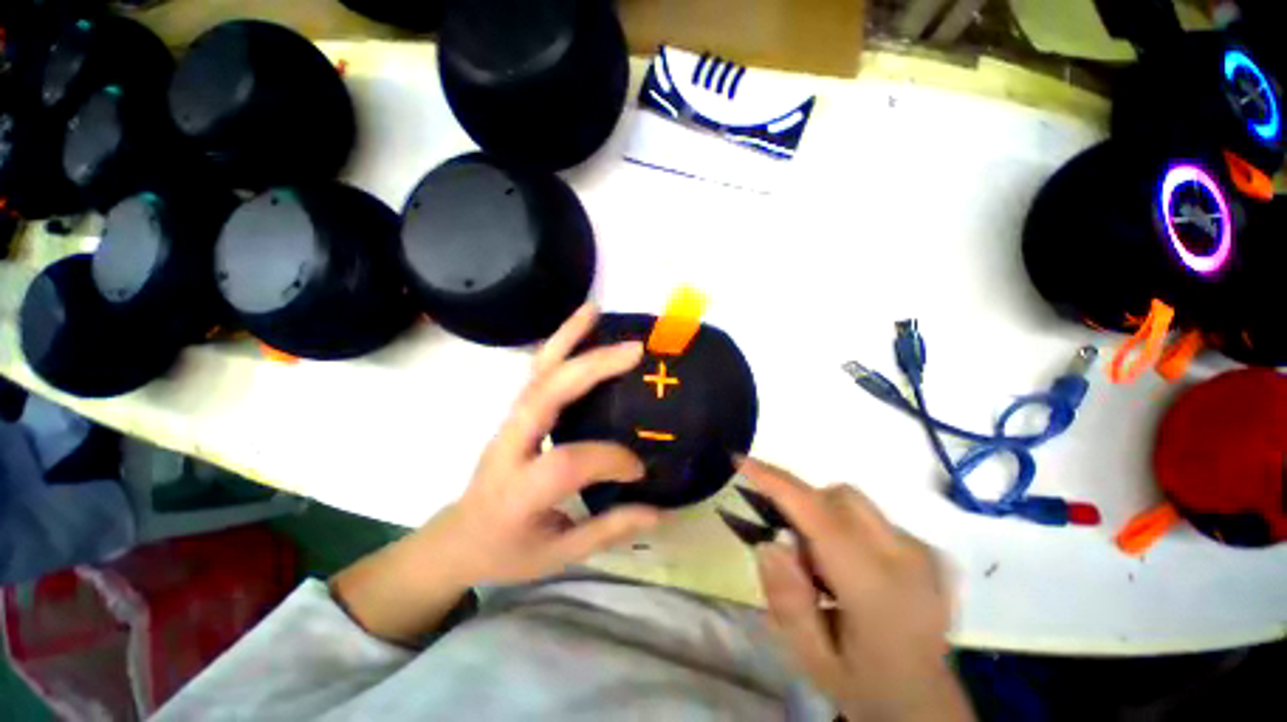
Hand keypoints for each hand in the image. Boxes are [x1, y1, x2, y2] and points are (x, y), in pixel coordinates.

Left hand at [429, 303, 662, 584]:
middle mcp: (508, 446)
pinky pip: (537, 371)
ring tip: (596, 312)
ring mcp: (507, 422)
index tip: (638, 469)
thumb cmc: (506, 551)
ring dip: (566, 338)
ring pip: (536, 371)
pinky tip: (580, 325)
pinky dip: (558, 343)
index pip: (567, 462)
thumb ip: (608, 530)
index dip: (608, 460)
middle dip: (591, 369)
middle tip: (634, 351)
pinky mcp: (513, 411)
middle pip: (545, 396)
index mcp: (517, 492)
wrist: (458, 537)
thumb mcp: (557, 555)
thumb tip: (659, 510)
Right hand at [739, 457, 972, 721]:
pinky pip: (869, 517)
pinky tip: (851, 573)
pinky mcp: (927, 551)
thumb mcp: (812, 659)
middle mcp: (906, 558)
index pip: (819, 516)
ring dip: (824, 520)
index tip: (742, 461)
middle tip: (795, 554)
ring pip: (853, 503)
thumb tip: (770, 543)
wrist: (927, 706)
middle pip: (838, 496)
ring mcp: (923, 552)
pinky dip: (845, 529)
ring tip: (824, 571)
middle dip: (803, 505)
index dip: (777, 483)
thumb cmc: (866, 687)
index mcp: (877, 589)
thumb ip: (787, 601)